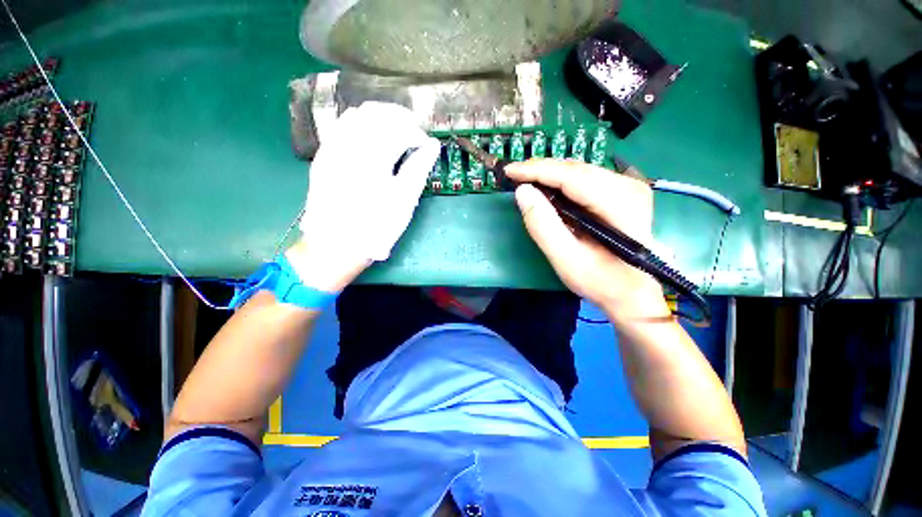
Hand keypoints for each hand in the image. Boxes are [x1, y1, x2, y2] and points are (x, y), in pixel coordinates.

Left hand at [290, 102, 440, 291]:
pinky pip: (341, 127)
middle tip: (413, 135)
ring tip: (394, 135)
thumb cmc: (376, 226)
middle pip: (377, 113)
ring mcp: (332, 148)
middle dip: (400, 119)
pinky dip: (360, 125)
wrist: (336, 245)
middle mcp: (349, 143)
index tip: (426, 146)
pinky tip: (371, 140)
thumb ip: (419, 168)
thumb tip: (433, 146)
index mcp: (373, 155)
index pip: (399, 128)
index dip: (417, 134)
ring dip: (380, 119)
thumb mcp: (404, 200)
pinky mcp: (323, 156)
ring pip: (357, 115)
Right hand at [504, 159, 669, 323]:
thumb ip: (543, 225)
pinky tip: (547, 187)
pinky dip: (561, 181)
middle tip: (514, 174)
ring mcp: (628, 188)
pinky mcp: (623, 193)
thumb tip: (522, 191)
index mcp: (618, 203)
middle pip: (575, 169)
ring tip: (525, 179)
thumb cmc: (600, 281)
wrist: (633, 292)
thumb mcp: (566, 259)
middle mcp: (627, 187)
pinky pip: (585, 179)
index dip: (537, 170)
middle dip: (541, 169)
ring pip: (579, 171)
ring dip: (549, 174)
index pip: (570, 176)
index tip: (509, 171)